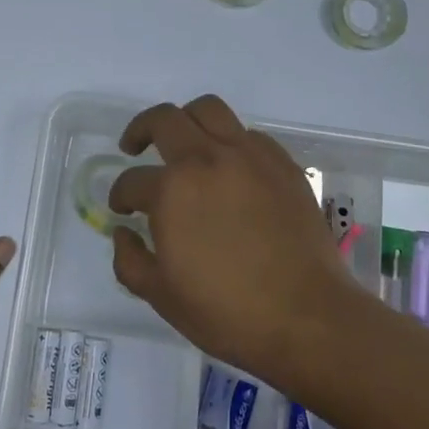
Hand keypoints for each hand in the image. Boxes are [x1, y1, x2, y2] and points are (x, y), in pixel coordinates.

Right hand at [108, 94, 356, 382]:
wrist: (307, 318)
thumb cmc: (227, 312)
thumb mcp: (162, 296)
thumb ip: (130, 260)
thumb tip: (123, 232)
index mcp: (172, 190)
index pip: (132, 181)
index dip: (120, 195)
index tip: (123, 210)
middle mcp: (207, 159)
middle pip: (164, 120)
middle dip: (140, 130)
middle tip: (134, 148)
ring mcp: (248, 156)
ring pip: (209, 110)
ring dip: (186, 119)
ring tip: (183, 142)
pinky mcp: (282, 163)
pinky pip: (248, 135)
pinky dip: (229, 142)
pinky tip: (230, 169)